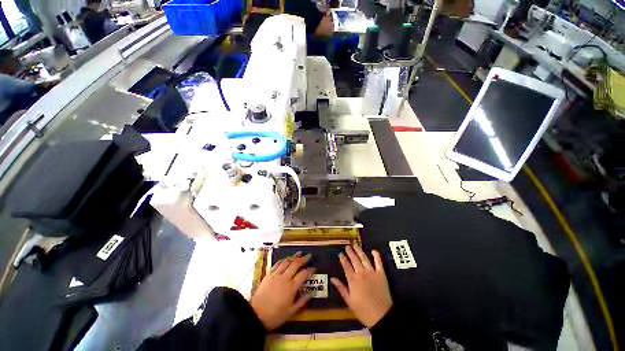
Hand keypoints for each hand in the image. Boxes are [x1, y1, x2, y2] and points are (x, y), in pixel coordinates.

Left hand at [251, 252, 315, 330]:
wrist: (256, 315)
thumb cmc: (275, 315)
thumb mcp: (290, 312)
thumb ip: (302, 302)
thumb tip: (311, 294)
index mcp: (291, 287)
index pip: (303, 274)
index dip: (310, 270)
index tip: (314, 268)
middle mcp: (285, 278)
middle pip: (296, 264)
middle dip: (303, 259)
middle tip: (309, 255)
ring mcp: (276, 275)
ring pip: (286, 262)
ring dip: (293, 257)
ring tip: (299, 253)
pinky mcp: (269, 275)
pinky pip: (277, 264)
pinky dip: (283, 260)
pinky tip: (286, 259)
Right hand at [331, 245, 392, 327]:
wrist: (382, 316)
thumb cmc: (363, 310)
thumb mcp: (349, 301)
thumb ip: (341, 288)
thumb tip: (332, 278)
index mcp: (353, 280)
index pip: (346, 266)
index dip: (343, 259)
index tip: (340, 253)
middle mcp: (361, 273)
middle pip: (354, 260)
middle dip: (350, 252)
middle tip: (347, 246)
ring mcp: (372, 272)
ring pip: (364, 258)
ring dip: (359, 251)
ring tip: (355, 245)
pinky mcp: (381, 274)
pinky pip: (378, 262)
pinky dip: (376, 256)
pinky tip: (373, 251)